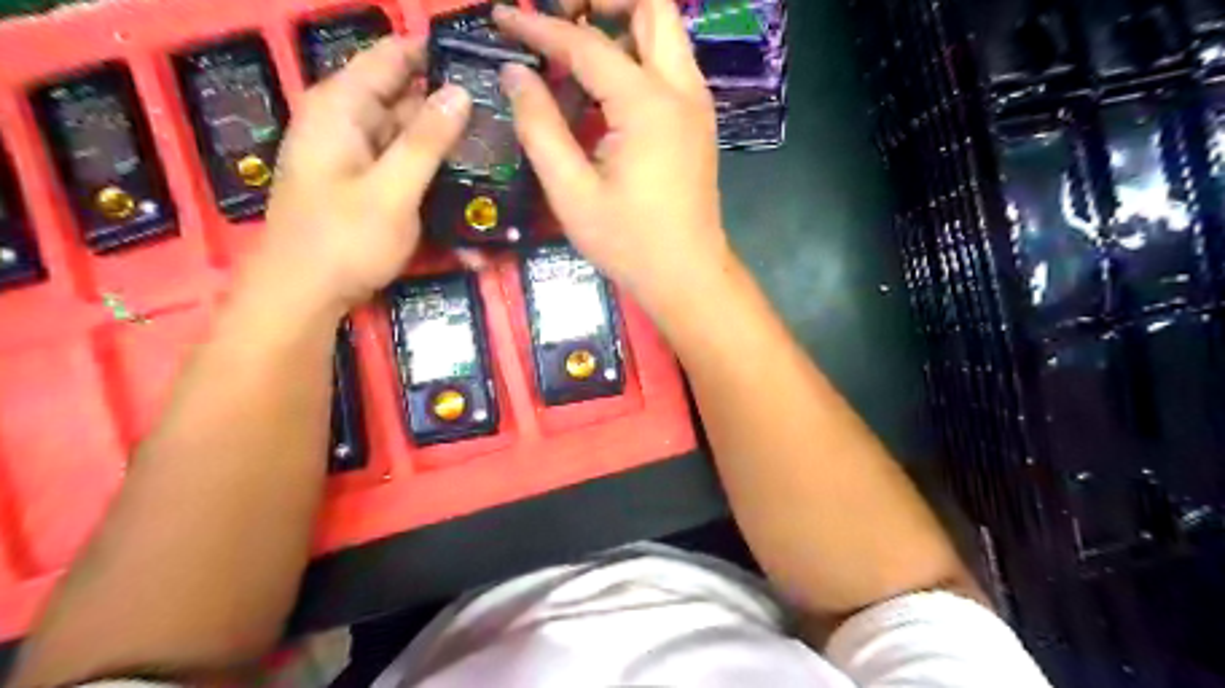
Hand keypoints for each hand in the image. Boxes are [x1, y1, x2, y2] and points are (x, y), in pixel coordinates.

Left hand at [247, 36, 472, 313]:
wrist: (303, 296)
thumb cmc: (343, 240)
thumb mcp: (392, 189)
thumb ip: (426, 140)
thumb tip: (460, 91)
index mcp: (341, 107)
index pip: (391, 57)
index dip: (435, 53)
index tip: (483, 62)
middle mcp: (347, 122)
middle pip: (404, 95)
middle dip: (450, 100)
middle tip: (504, 110)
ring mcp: (357, 155)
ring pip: (408, 132)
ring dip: (446, 137)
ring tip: (497, 139)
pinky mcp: (367, 183)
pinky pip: (404, 162)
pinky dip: (432, 165)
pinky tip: (466, 173)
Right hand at [491, 0, 731, 314]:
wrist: (687, 275)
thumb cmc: (629, 243)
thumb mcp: (572, 193)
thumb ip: (540, 128)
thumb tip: (515, 74)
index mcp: (648, 106)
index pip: (587, 43)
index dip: (539, 28)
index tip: (502, 18)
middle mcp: (681, 90)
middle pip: (652, 6)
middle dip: (603, 2)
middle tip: (560, 20)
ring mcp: (696, 104)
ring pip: (665, 31)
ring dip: (622, 23)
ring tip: (575, 47)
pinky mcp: (698, 121)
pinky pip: (669, 64)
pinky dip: (636, 55)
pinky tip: (603, 86)